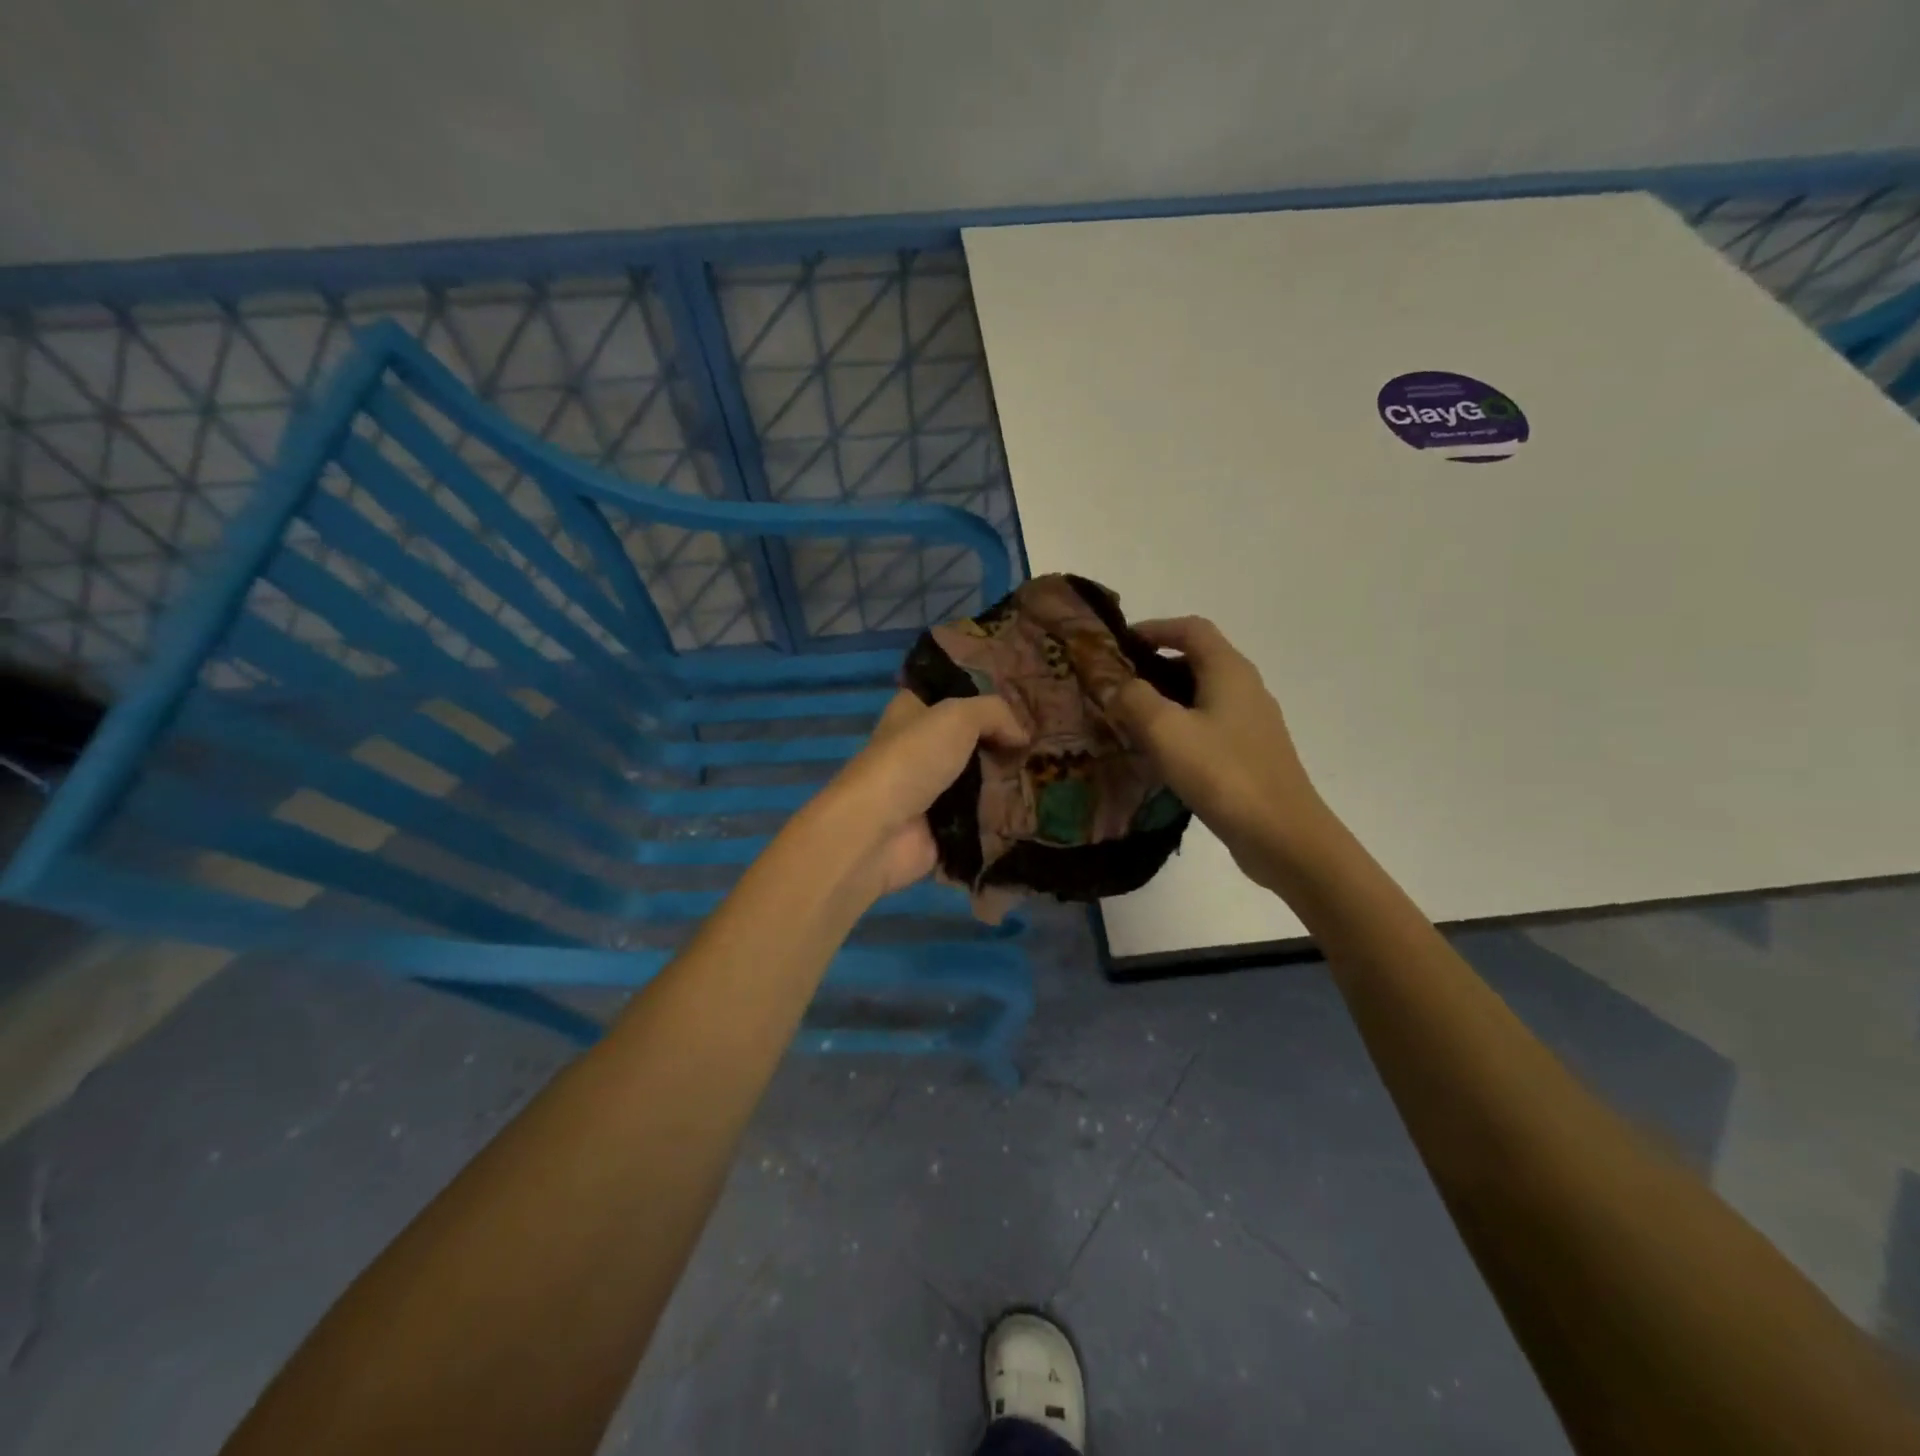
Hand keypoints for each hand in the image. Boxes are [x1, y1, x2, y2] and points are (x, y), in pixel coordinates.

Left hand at [805, 691, 1028, 901]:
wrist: (879, 831)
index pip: (953, 695)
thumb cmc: (912, 760)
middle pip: (973, 741)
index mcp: (914, 713)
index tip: (1028, 702)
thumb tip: (1022, 736)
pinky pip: (983, 819)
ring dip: (1012, 782)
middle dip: (1008, 744)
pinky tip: (1042, 810)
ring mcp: (933, 792)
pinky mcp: (944, 829)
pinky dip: (1007, 817)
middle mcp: (922, 749)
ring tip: (1054, 776)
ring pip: (982, 781)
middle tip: (1050, 744)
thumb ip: (995, 714)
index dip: (986, 697)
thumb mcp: (956, 716)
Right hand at [1098, 617, 1332, 888]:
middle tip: (1117, 685)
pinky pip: (1210, 725)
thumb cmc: (1223, 774)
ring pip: (1203, 695)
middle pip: (1198, 660)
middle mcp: (1246, 688)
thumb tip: (1119, 685)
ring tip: (1130, 719)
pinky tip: (1161, 754)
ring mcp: (1253, 723)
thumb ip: (1134, 699)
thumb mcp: (1166, 731)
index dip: (1155, 628)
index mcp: (1229, 671)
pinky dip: (1182, 726)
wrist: (1283, 835)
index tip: (1119, 644)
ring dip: (1166, 699)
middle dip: (1155, 665)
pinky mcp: (1252, 754)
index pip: (1191, 629)